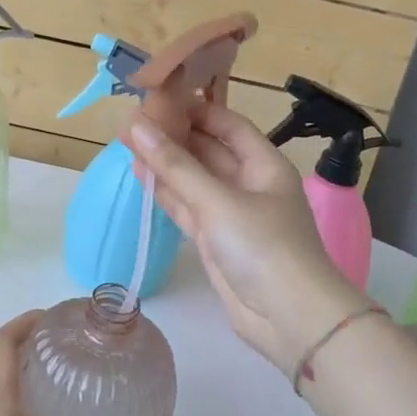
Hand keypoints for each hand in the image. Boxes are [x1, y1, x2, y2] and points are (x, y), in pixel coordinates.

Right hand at [127, 107, 366, 378]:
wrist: (289, 317)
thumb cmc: (262, 246)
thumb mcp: (218, 200)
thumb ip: (174, 165)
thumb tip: (136, 126)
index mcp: (263, 164)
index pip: (227, 124)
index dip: (195, 109)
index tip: (158, 99)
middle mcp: (249, 184)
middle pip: (208, 150)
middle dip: (174, 136)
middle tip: (132, 121)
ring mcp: (231, 214)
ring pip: (194, 180)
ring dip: (165, 165)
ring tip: (127, 143)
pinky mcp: (216, 241)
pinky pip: (188, 208)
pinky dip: (166, 194)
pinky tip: (141, 177)